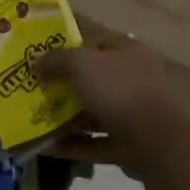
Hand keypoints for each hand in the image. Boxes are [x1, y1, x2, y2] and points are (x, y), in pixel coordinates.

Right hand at [34, 39, 185, 175]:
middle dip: (63, 86)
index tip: (40, 56)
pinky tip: (45, 147)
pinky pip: (94, 143)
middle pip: (93, 79)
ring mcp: (134, 114)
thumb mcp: (81, 63)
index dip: (68, 47)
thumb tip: (35, 60)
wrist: (156, 141)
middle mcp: (134, 80)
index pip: (96, 42)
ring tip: (33, 120)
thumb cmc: (119, 89)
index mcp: (128, 52)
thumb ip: (56, 60)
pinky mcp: (129, 146)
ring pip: (93, 113)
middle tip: (33, 90)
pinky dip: (72, 145)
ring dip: (65, 118)